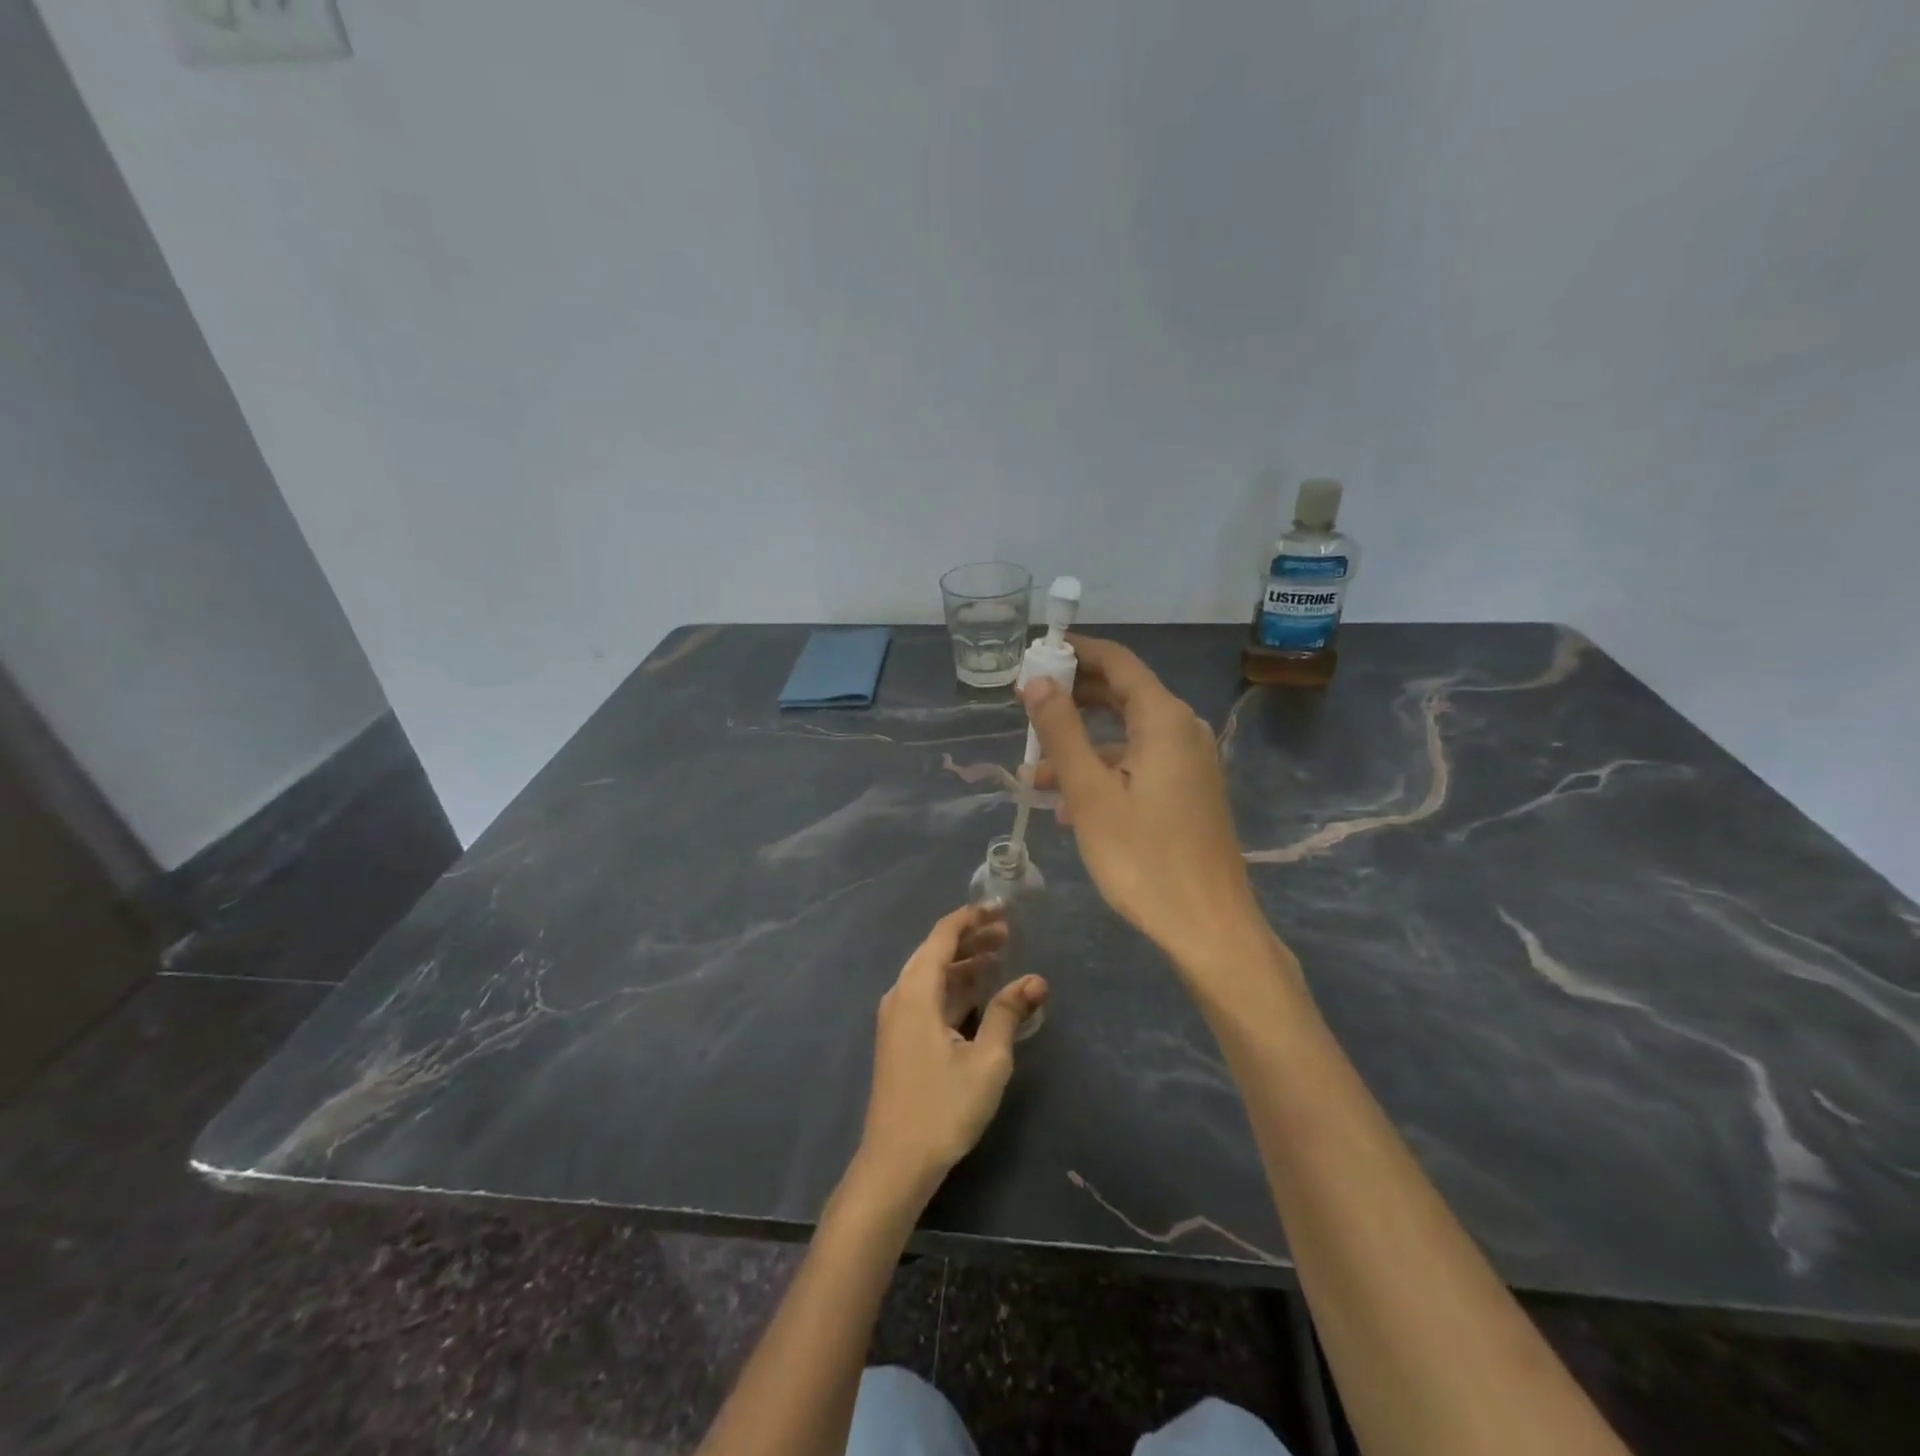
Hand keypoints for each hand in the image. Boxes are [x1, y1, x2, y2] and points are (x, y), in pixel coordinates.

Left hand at [856, 906, 1047, 1204]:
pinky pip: (928, 996)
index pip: (942, 936)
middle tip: (1008, 931)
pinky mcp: (901, 1038)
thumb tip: (1036, 979)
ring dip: (964, 963)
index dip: (971, 918)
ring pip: (932, 975)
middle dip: (971, 938)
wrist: (895, 1163)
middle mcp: (901, 996)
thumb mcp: (987, 1060)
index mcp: (916, 992)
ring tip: (1000, 955)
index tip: (1001, 908)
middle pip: (935, 952)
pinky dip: (954, 987)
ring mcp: (897, 1018)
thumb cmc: (943, 1108)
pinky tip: (980, 992)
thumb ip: (1008, 1013)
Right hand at [1023, 637, 1265, 970]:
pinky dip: (1104, 772)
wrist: (1208, 926)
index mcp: (1163, 719)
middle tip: (1025, 707)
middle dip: (1072, 699)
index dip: (1075, 652)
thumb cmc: (1143, 857)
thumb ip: (1061, 731)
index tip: (1034, 654)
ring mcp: (1191, 762)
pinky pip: (1140, 764)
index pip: (1117, 662)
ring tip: (1034, 774)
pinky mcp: (1190, 791)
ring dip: (1082, 746)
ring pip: (1127, 736)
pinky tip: (1069, 806)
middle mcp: (1183, 729)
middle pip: (1123, 694)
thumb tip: (1036, 682)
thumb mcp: (1089, 793)